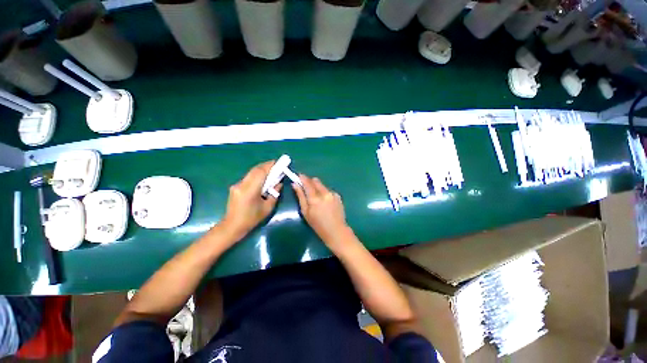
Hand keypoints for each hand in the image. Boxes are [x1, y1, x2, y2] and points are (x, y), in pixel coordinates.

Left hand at [220, 161, 280, 239]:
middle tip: (276, 165)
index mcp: (250, 190)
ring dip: (261, 170)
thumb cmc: (252, 219)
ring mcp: (237, 185)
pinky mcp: (235, 187)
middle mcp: (242, 185)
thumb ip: (275, 194)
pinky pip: (248, 177)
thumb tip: (279, 183)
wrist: (232, 226)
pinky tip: (262, 179)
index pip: (260, 173)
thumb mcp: (267, 208)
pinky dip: (256, 175)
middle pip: (255, 170)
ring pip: (251, 173)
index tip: (278, 162)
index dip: (269, 166)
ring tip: (271, 171)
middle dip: (266, 166)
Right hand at [293, 175, 350, 249]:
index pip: (307, 183)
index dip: (302, 178)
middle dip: (310, 182)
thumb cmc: (318, 225)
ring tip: (317, 198)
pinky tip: (325, 202)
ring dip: (317, 188)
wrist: (336, 231)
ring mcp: (333, 194)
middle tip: (306, 187)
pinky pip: (328, 190)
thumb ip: (300, 196)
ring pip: (322, 185)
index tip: (298, 175)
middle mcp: (325, 193)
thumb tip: (295, 184)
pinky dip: (325, 193)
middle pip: (316, 181)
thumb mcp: (305, 212)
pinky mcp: (338, 196)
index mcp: (315, 198)